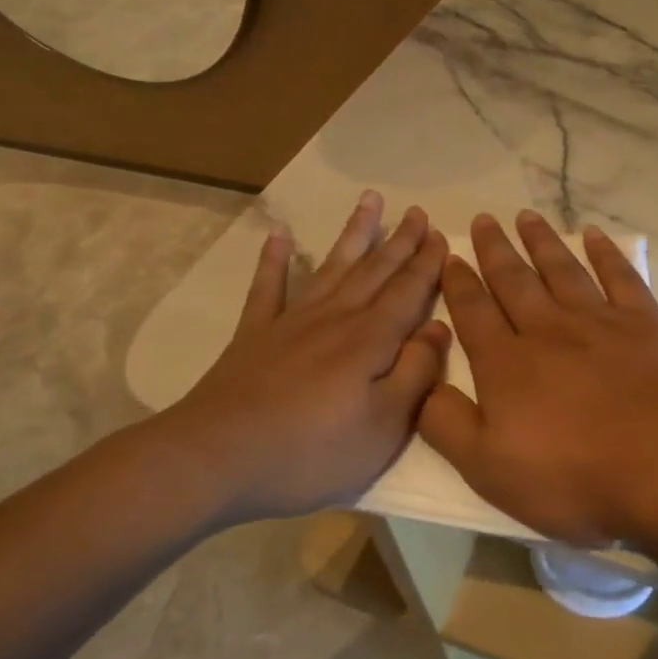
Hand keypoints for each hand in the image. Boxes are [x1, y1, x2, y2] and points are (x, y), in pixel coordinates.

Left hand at [142, 192, 451, 523]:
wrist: (217, 458)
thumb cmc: (311, 451)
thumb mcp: (383, 426)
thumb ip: (416, 373)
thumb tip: (439, 327)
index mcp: (370, 340)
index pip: (407, 292)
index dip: (426, 263)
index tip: (440, 234)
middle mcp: (335, 318)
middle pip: (375, 271)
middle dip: (400, 241)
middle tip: (417, 211)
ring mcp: (291, 321)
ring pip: (332, 266)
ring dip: (353, 233)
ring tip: (369, 200)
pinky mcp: (255, 334)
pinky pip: (268, 287)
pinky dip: (274, 259)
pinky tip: (279, 235)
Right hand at [418, 210, 657, 545]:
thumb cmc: (573, 475)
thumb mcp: (488, 468)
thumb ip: (446, 423)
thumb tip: (418, 383)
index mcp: (507, 364)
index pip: (474, 313)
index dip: (459, 283)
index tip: (450, 255)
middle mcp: (547, 329)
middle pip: (514, 281)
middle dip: (495, 250)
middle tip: (483, 219)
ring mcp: (599, 321)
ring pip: (561, 270)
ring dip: (541, 242)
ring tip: (526, 216)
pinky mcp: (645, 322)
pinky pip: (620, 276)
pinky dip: (605, 253)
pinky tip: (594, 235)